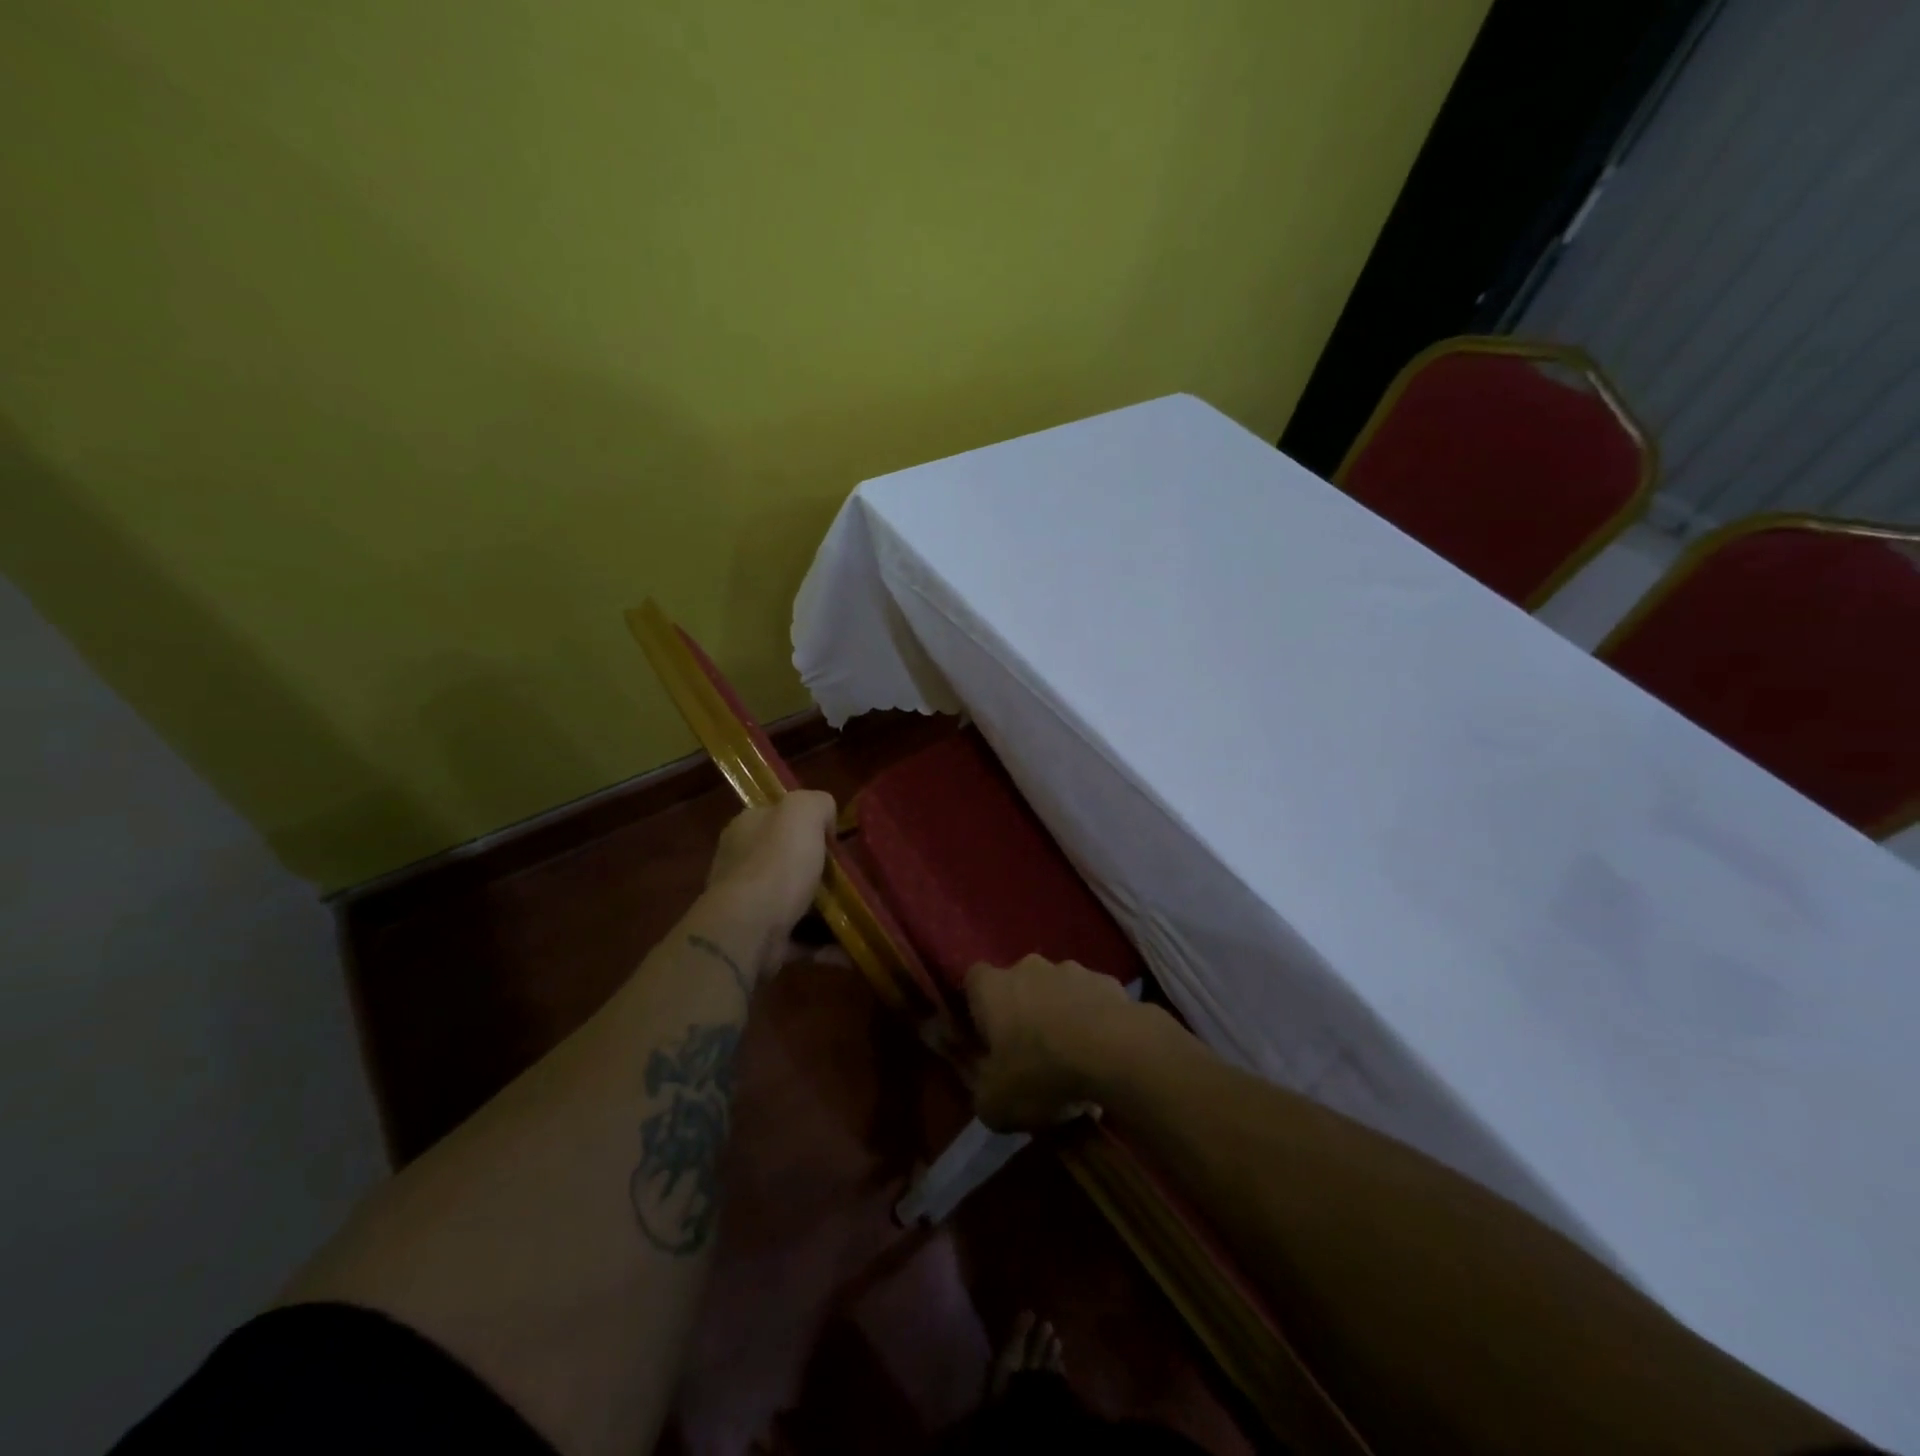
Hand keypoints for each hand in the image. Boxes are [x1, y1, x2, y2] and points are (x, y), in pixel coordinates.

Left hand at [703, 791, 835, 975]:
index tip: (836, 840)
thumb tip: (826, 821)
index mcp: (747, 827)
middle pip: (789, 860)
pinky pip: (800, 937)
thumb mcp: (802, 811)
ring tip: (860, 913)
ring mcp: (749, 903)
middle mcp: (742, 862)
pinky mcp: (760, 938)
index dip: (809, 824)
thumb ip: (818, 803)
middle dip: (821, 870)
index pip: (778, 817)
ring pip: (796, 899)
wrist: (749, 928)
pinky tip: (850, 945)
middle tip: (852, 877)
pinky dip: (825, 942)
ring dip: (827, 908)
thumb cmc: (776, 864)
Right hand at [964, 956, 1153, 1131]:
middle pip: (1018, 984)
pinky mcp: (1107, 981)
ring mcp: (1071, 969)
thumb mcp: (994, 1103)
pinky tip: (1104, 1053)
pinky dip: (1094, 1019)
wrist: (1113, 1052)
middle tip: (1031, 1053)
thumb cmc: (1040, 1073)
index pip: (973, 981)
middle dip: (1023, 1011)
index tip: (986, 1037)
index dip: (977, 1007)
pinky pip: (1092, 999)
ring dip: (1060, 1014)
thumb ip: (978, 1088)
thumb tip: (983, 1082)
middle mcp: (1028, 967)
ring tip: (1074, 1057)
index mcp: (992, 988)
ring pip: (1058, 990)